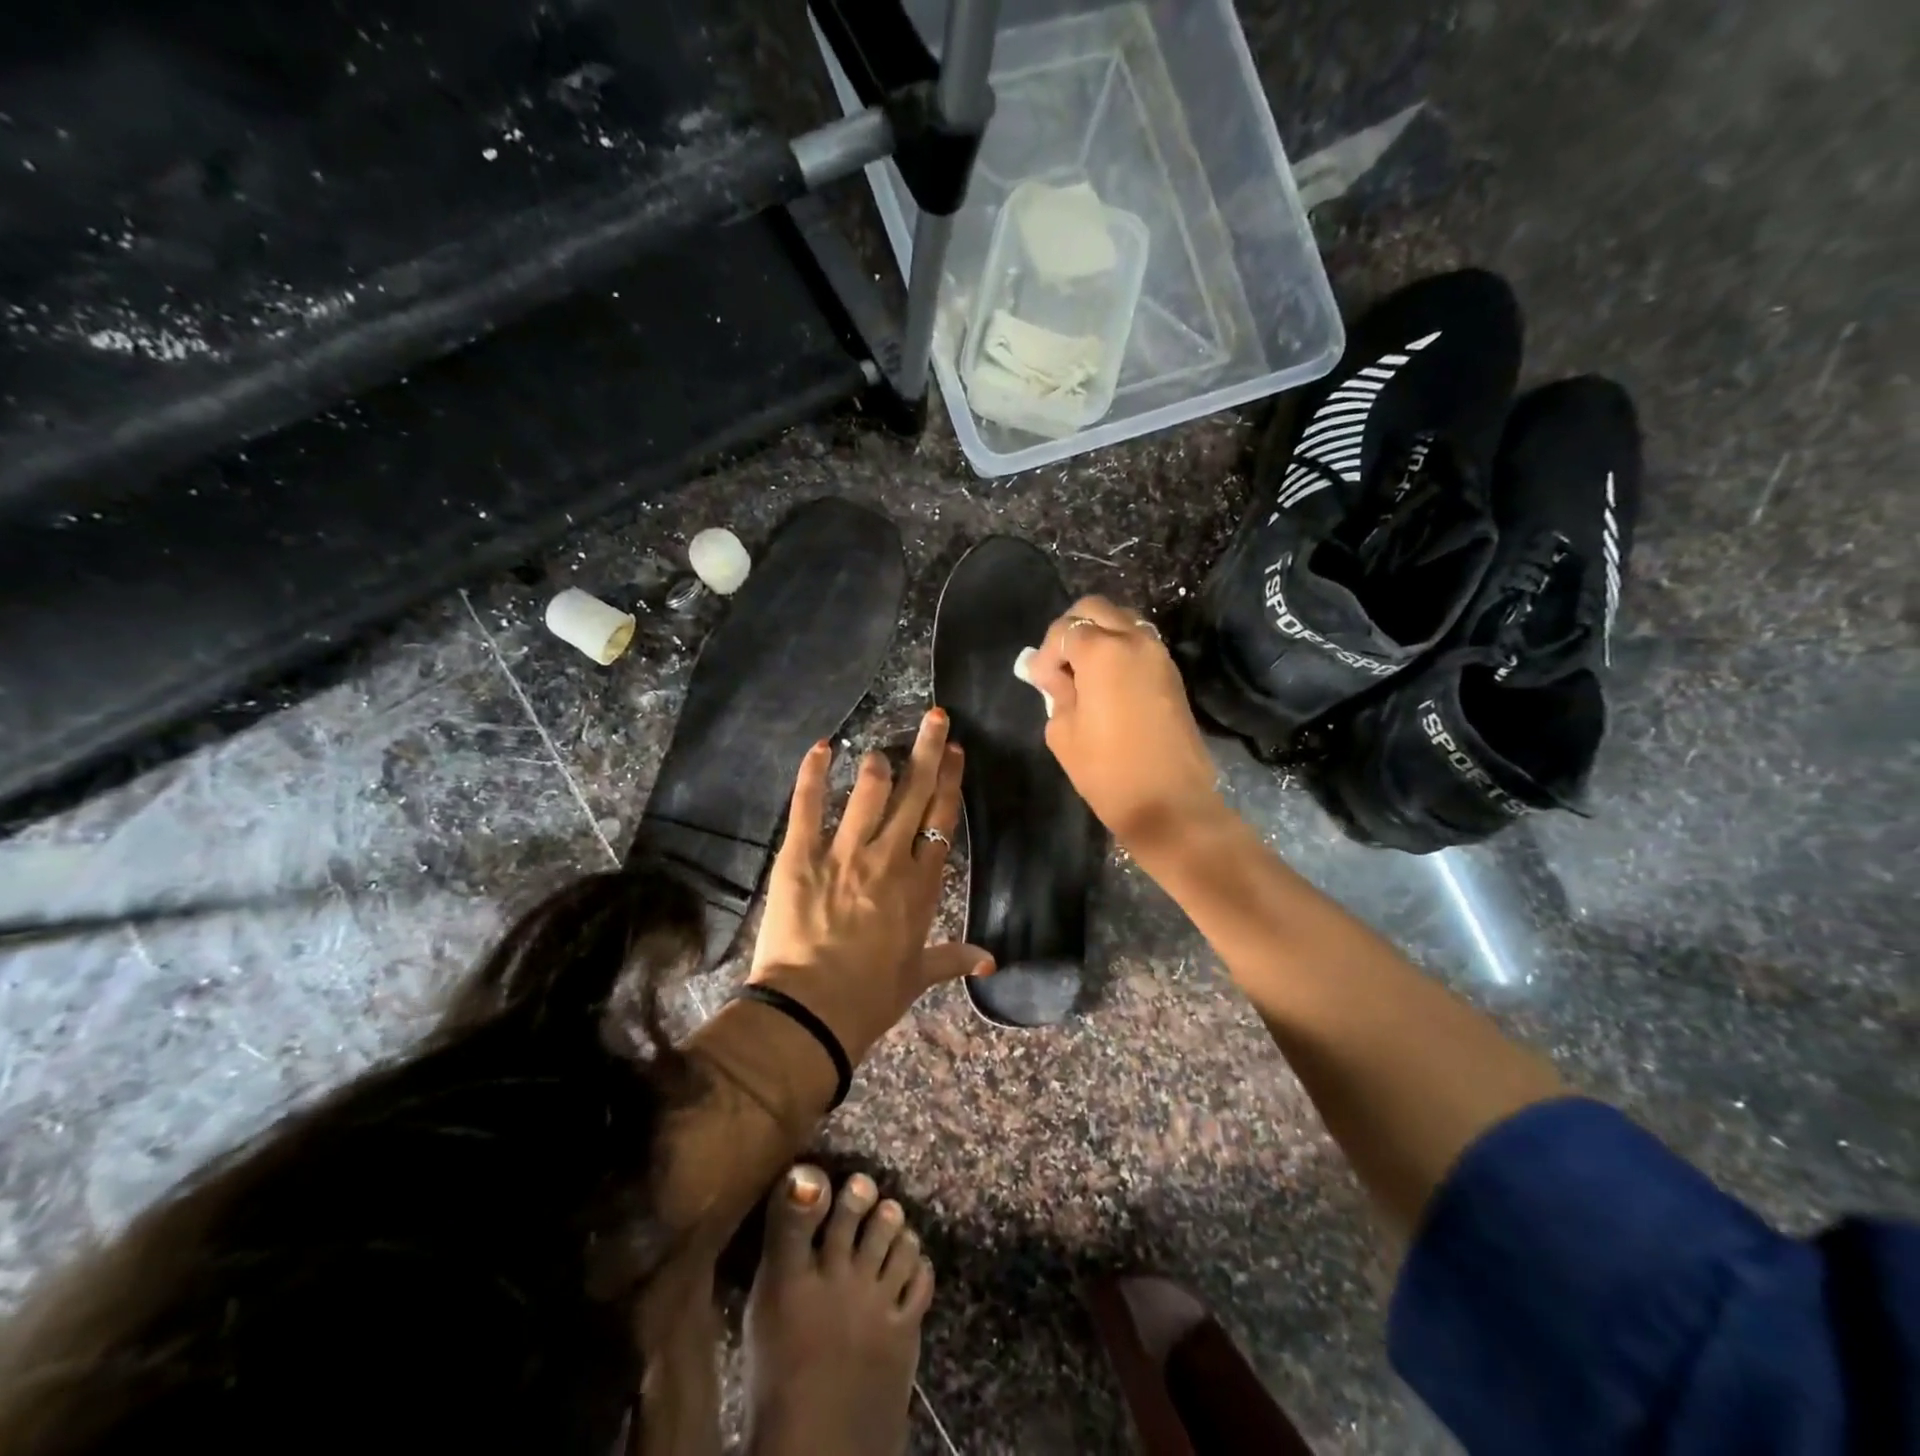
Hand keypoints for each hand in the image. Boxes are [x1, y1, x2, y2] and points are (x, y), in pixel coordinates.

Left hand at [749, 709, 992, 1061]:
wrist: (812, 1012)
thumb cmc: (871, 996)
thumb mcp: (917, 975)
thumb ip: (953, 959)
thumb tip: (990, 961)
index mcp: (921, 884)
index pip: (941, 819)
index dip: (949, 781)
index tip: (954, 751)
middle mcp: (889, 858)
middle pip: (915, 794)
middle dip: (927, 750)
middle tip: (935, 717)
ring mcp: (844, 853)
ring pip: (869, 792)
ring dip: (879, 764)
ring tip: (883, 749)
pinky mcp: (801, 855)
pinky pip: (809, 805)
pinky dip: (814, 773)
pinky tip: (822, 747)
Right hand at [1023, 596, 1226, 854]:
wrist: (1170, 804)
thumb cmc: (1107, 771)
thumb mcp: (1063, 732)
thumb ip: (1055, 692)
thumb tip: (1055, 676)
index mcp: (1103, 651)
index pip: (1064, 630)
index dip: (1045, 654)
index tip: (1040, 683)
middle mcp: (1135, 640)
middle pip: (1095, 609)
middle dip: (1071, 630)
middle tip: (1059, 667)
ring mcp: (1159, 655)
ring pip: (1122, 621)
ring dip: (1098, 636)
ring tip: (1083, 674)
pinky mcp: (1172, 674)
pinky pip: (1139, 643)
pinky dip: (1118, 650)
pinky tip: (1106, 684)